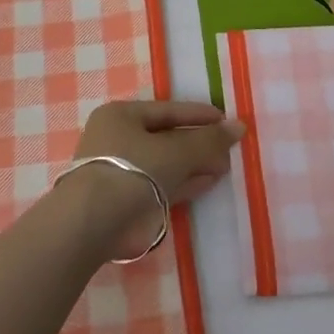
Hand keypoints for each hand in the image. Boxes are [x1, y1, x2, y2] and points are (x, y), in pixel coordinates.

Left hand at [60, 100, 245, 260]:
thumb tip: (239, 127)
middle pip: (166, 137)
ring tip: (224, 166)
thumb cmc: (132, 170)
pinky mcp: (126, 200)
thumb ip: (208, 140)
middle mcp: (117, 140)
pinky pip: (161, 184)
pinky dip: (184, 183)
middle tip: (228, 148)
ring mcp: (120, 172)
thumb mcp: (176, 151)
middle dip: (198, 143)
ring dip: (194, 165)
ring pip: (165, 163)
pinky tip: (209, 181)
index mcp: (121, 116)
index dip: (197, 114)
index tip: (225, 119)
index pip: (167, 110)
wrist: (94, 223)